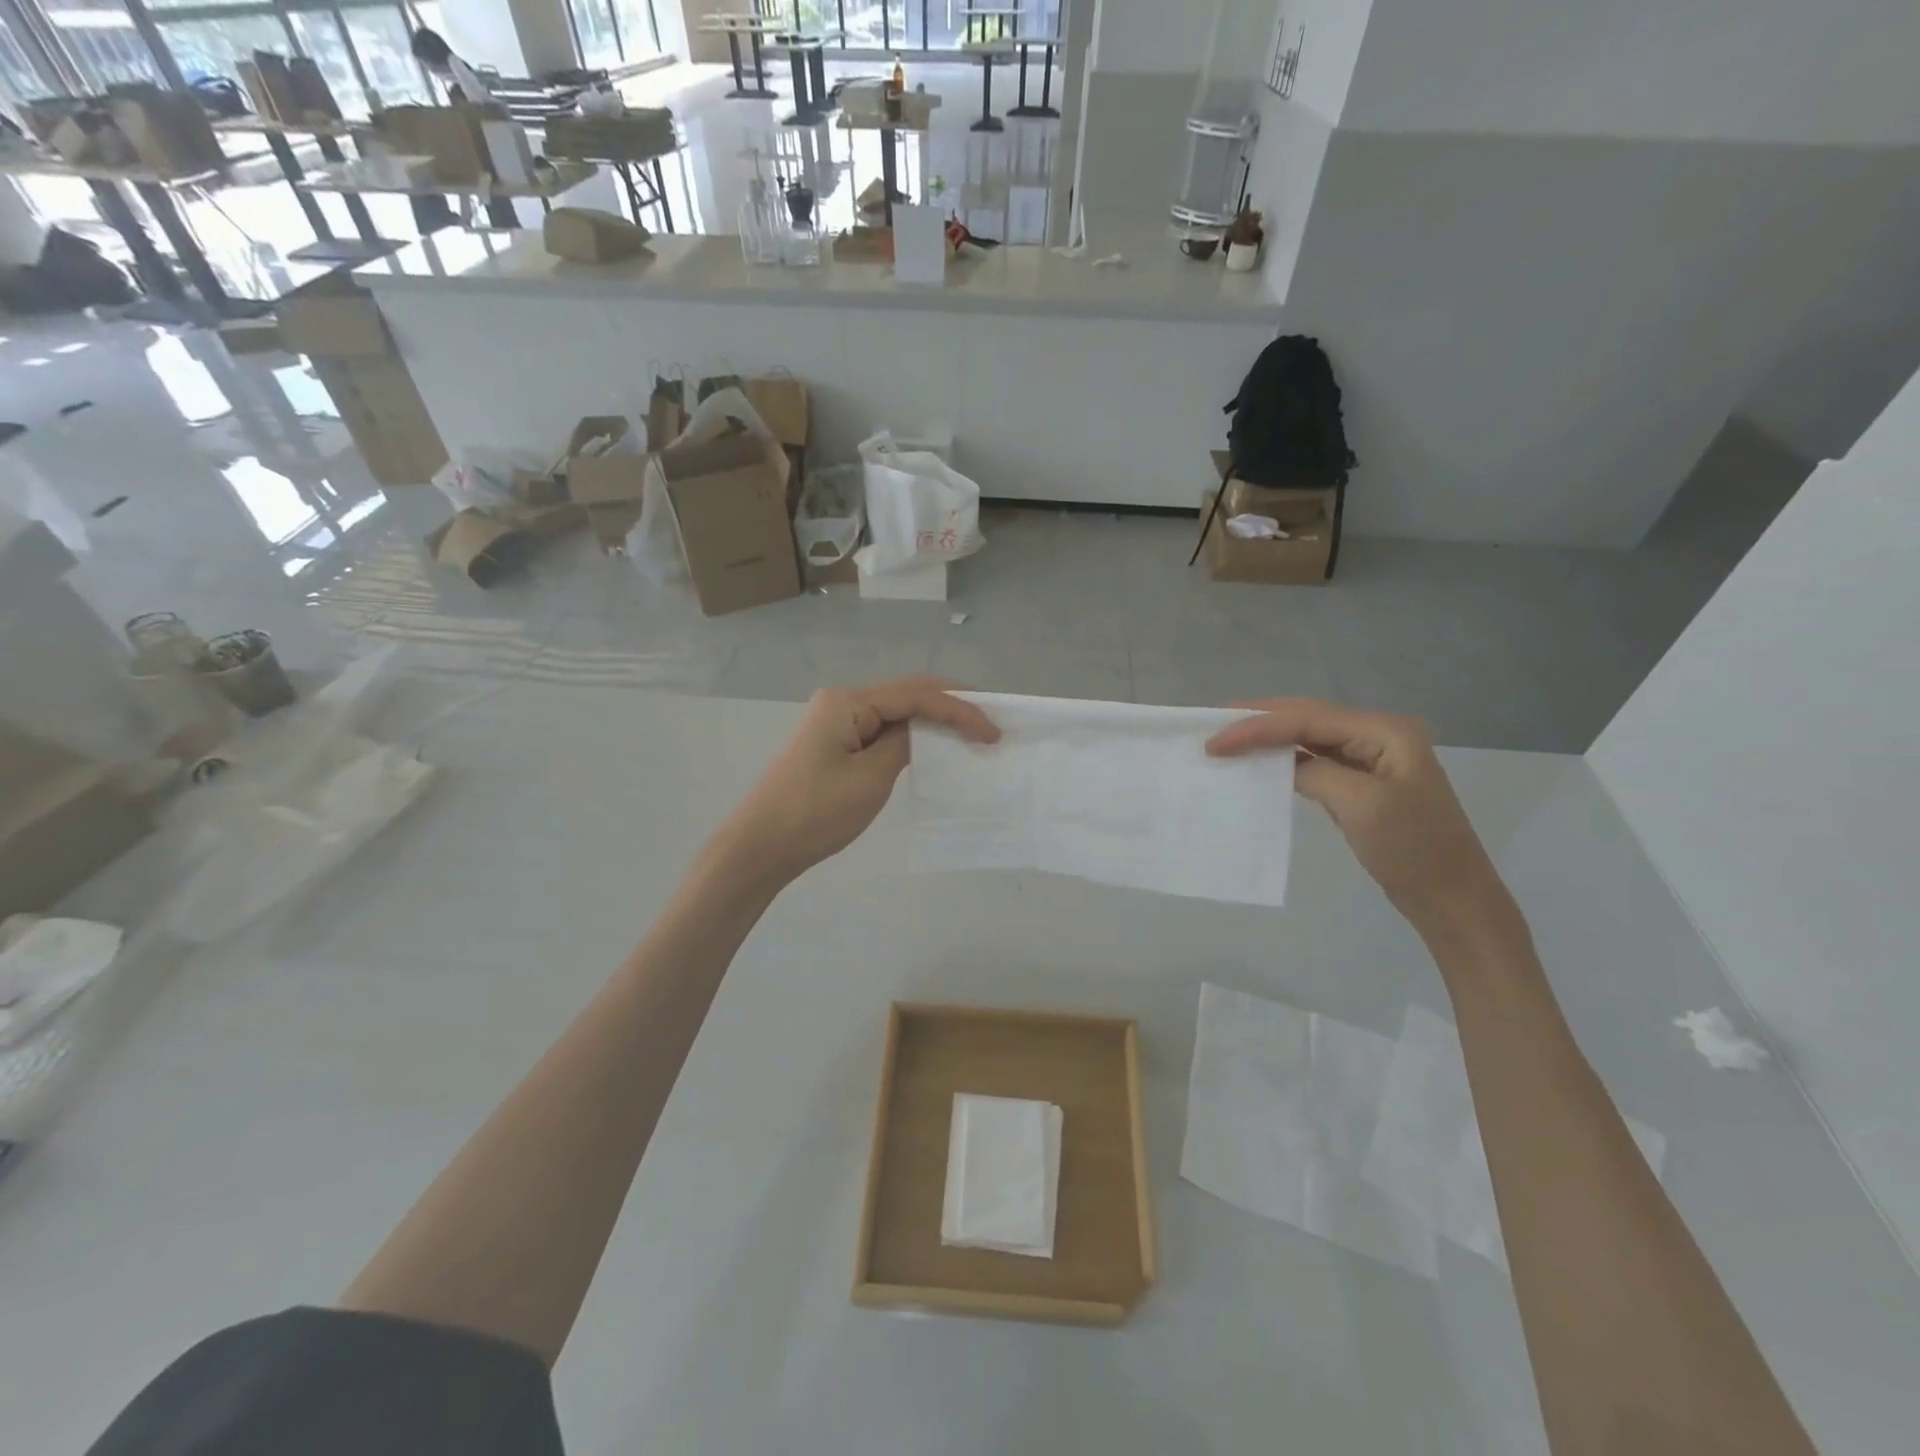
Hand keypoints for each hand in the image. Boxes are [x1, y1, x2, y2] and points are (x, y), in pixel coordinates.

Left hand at [713, 677, 999, 888]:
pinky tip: (932, 747)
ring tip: (970, 731)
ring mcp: (835, 722)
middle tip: (989, 722)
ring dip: (933, 720)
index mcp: (848, 702)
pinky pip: (880, 731)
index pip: (917, 695)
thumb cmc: (815, 813)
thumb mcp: (870, 779)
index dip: (959, 709)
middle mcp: (841, 702)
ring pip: (895, 712)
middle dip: (950, 706)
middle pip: (907, 695)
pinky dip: (911, 737)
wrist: (760, 847)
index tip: (992, 733)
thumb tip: (923, 731)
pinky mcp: (834, 744)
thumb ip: (903, 745)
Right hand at [1206, 698, 1515, 943]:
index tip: (1214, 742)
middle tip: (1213, 726)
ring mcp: (1372, 759)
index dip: (1257, 727)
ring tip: (1228, 739)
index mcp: (1386, 732)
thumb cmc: (1412, 850)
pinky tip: (1261, 763)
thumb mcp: (1361, 805)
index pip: (1308, 719)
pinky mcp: (1363, 783)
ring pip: (1308, 737)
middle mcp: (1380, 735)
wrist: (1453, 899)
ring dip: (1269, 738)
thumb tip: (1280, 764)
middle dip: (1259, 721)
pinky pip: (1315, 761)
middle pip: (1307, 718)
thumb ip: (1315, 771)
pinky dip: (1285, 760)